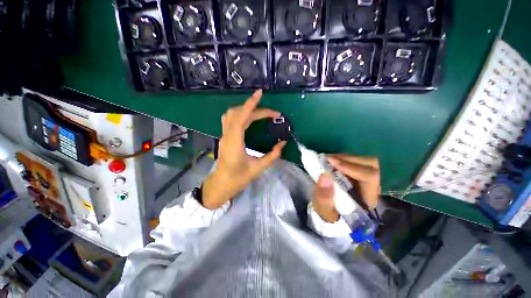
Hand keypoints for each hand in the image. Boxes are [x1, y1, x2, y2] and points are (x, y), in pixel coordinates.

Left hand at [202, 90, 286, 208]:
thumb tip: (283, 143)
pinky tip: (249, 118)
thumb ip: (272, 155)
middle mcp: (227, 136)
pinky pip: (230, 120)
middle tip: (271, 114)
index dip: (250, 104)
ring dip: (246, 109)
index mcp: (234, 143)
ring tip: (260, 112)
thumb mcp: (258, 168)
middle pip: (238, 113)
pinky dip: (240, 114)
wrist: (221, 185)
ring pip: (231, 114)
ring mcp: (224, 136)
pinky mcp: (224, 137)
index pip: (241, 117)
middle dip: (255, 109)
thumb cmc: (238, 179)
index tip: (260, 94)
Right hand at [312, 155, 380, 222]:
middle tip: (328, 159)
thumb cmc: (328, 213)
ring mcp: (366, 178)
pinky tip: (331, 161)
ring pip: (363, 160)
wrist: (329, 212)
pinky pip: (355, 161)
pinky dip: (342, 158)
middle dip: (347, 159)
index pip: (369, 176)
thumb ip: (324, 196)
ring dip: (344, 157)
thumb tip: (324, 175)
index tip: (332, 162)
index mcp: (368, 199)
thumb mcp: (323, 209)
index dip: (352, 167)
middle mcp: (372, 187)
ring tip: (328, 160)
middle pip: (370, 164)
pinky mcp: (358, 173)